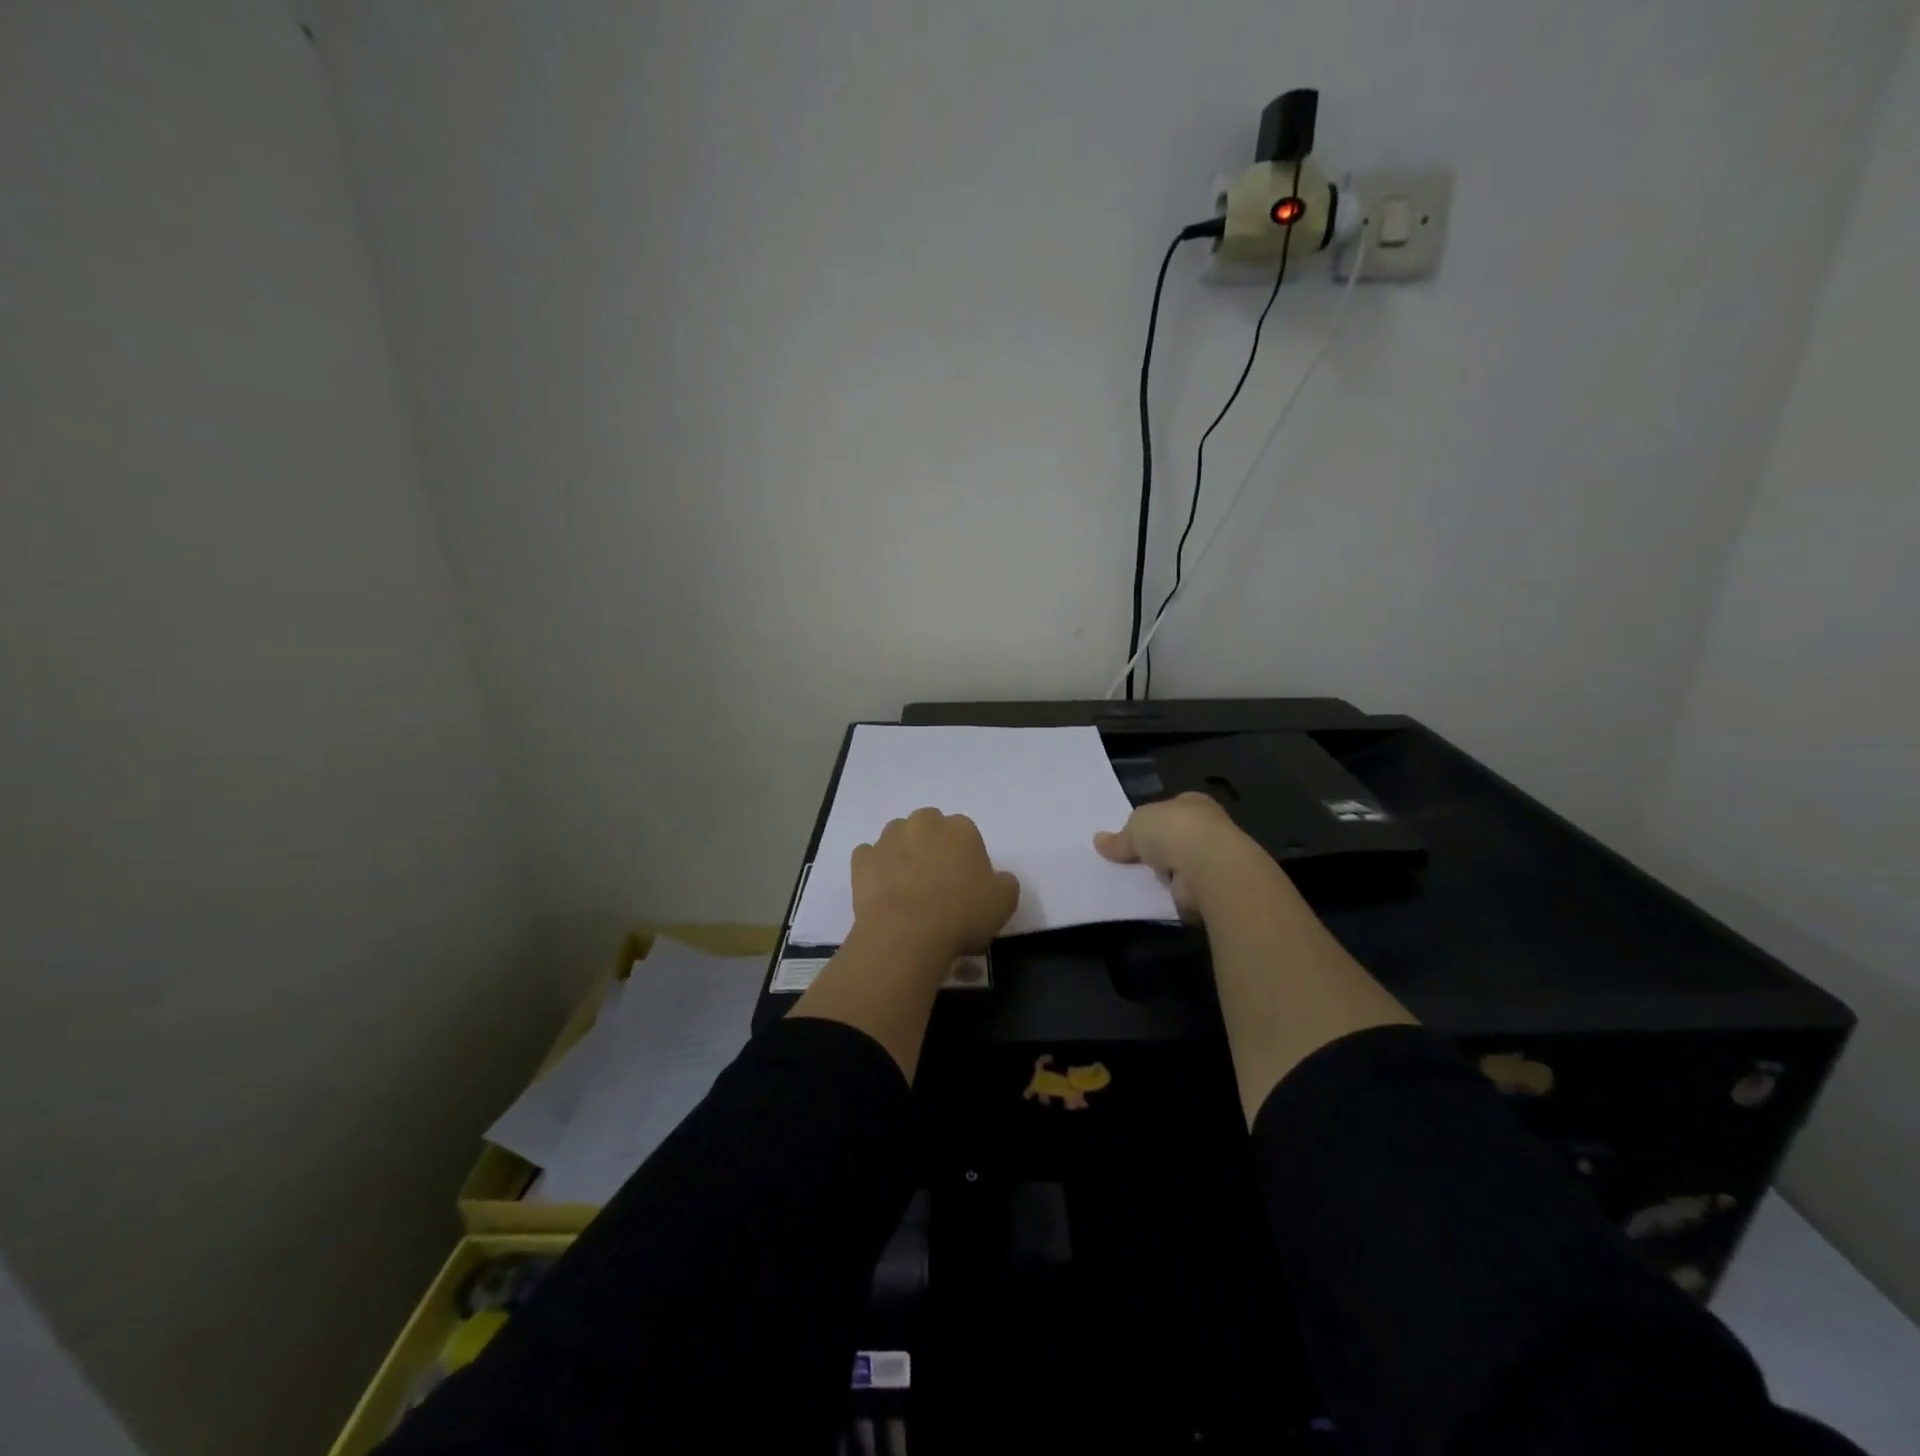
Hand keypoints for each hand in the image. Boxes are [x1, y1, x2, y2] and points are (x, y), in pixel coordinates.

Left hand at [851, 808, 1019, 958]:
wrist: (907, 934)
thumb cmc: (961, 914)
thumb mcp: (1003, 903)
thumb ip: (1005, 883)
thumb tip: (998, 879)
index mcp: (960, 828)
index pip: (966, 833)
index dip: (966, 857)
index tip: (966, 883)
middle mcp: (923, 823)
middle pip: (929, 827)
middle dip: (932, 846)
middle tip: (937, 882)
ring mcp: (888, 839)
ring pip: (898, 838)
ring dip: (903, 853)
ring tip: (908, 887)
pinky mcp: (862, 859)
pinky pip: (869, 857)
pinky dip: (875, 869)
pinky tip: (883, 891)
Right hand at [1094, 792, 1268, 918]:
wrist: (1208, 866)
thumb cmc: (1173, 831)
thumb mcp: (1135, 827)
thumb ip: (1120, 837)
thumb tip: (1098, 841)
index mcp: (1192, 802)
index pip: (1169, 809)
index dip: (1151, 821)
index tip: (1133, 835)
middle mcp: (1207, 826)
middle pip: (1175, 836)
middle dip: (1158, 848)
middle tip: (1131, 860)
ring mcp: (1213, 857)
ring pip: (1180, 863)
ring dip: (1165, 873)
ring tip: (1138, 882)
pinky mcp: (1214, 885)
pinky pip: (1185, 888)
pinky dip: (1173, 893)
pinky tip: (1156, 897)